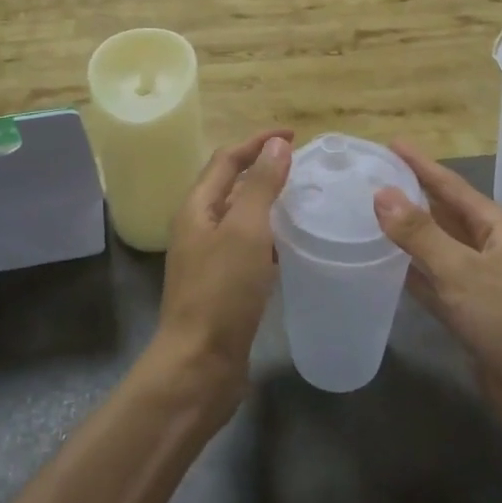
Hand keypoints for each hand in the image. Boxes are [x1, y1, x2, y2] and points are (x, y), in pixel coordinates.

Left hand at [157, 129, 292, 398]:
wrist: (199, 365)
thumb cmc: (221, 292)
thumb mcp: (245, 231)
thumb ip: (260, 186)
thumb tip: (276, 146)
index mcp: (197, 208)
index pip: (227, 159)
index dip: (258, 142)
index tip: (295, 137)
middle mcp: (198, 228)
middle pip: (231, 185)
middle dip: (263, 169)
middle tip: (303, 168)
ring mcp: (209, 259)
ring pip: (241, 218)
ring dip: (268, 203)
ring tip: (305, 200)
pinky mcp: (223, 286)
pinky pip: (248, 248)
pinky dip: (270, 237)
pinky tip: (293, 246)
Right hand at [374, 143, 501, 456]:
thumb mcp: (462, 271)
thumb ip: (419, 233)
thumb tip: (381, 193)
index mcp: (497, 228)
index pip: (450, 186)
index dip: (421, 165)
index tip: (390, 144)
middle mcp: (489, 249)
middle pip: (443, 213)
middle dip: (411, 195)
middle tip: (370, 177)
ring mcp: (480, 284)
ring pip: (436, 249)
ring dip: (407, 233)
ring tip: (368, 214)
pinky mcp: (470, 316)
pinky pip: (433, 283)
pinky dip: (410, 273)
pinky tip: (383, 266)